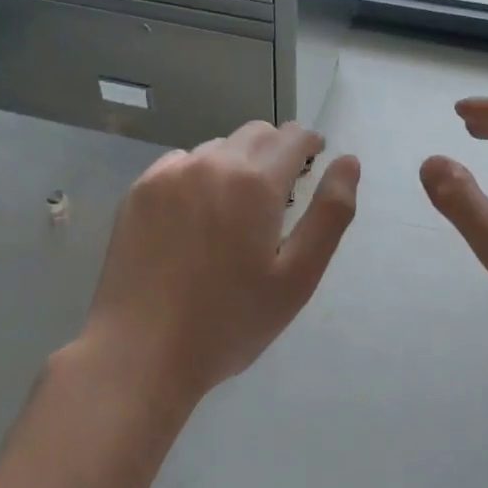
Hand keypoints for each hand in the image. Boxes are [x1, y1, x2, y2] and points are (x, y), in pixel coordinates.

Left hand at [80, 122, 359, 409]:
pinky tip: (193, 220)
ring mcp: (170, 173)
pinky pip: (180, 164)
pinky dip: (197, 177)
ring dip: (235, 165)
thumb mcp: (297, 278)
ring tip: (232, 213)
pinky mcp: (139, 190)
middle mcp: (212, 162)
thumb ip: (330, 213)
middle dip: (275, 152)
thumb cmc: (229, 322)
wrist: (139, 353)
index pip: (293, 136)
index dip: (309, 144)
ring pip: (217, 148)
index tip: (312, 164)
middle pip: (256, 134)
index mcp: (255, 182)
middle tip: (277, 196)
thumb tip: (348, 161)